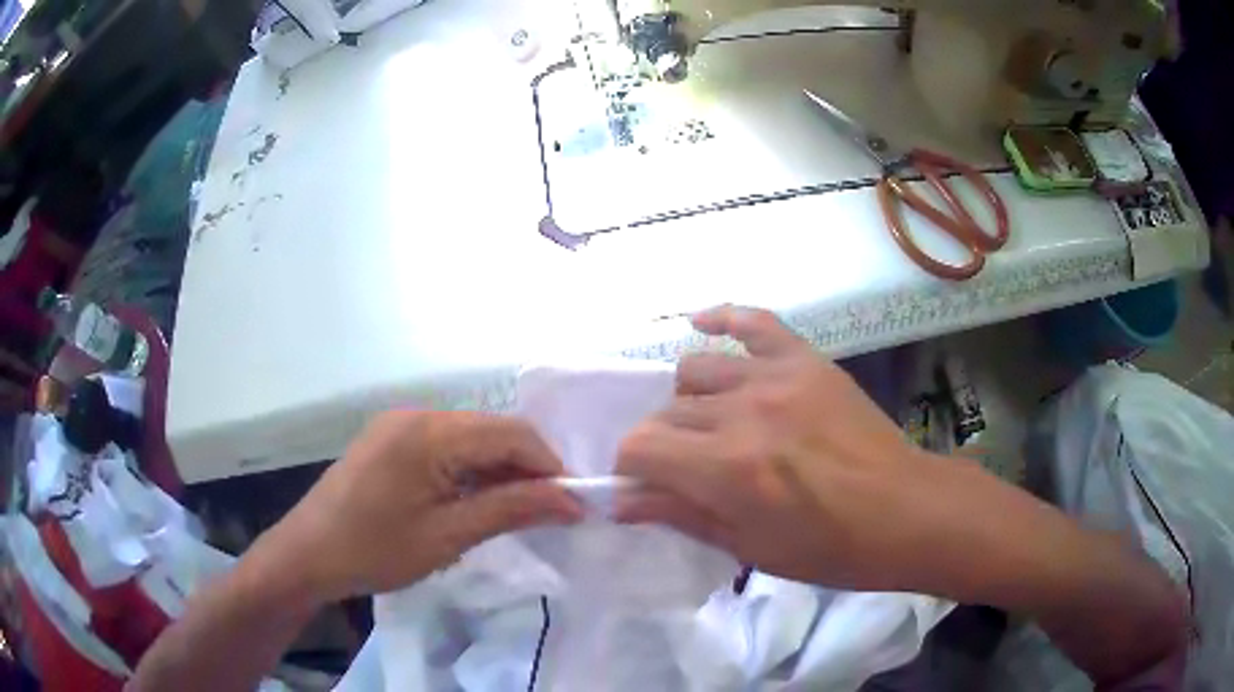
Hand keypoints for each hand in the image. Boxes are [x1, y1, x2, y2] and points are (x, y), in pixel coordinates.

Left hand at [263, 411, 582, 601]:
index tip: (570, 506)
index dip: (549, 466)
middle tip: (545, 514)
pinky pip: (445, 447)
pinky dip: (469, 471)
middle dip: (526, 469)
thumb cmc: (375, 550)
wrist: (307, 555)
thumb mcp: (448, 535)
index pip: (512, 433)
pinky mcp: (390, 440)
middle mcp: (417, 415)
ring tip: (513, 513)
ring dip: (498, 471)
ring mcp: (400, 425)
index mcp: (430, 431)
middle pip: (492, 431)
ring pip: (470, 439)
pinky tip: (473, 501)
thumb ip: (512, 509)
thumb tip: (572, 501)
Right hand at [615, 305, 952, 590]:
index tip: (642, 486)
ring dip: (689, 400)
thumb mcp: (749, 547)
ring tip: (711, 423)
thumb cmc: (828, 547)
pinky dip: (722, 318)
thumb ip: (680, 514)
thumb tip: (620, 501)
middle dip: (662, 444)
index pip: (640, 447)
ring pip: (695, 369)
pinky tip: (702, 323)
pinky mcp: (806, 359)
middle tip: (685, 468)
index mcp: (727, 468)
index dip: (630, 469)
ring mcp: (777, 376)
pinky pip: (753, 321)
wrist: (904, 512)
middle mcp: (743, 411)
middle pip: (666, 411)